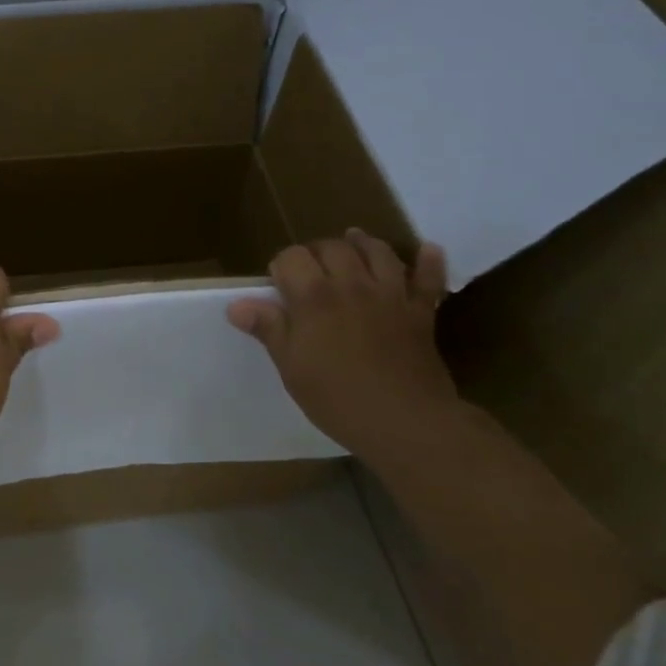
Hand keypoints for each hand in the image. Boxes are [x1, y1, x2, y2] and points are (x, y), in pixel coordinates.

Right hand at [227, 231, 456, 453]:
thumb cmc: (337, 398)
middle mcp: (352, 285)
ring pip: (378, 252)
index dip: (281, 265)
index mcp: (314, 297)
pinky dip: (429, 261)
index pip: (291, 257)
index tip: (277, 284)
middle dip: (317, 251)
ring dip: (363, 243)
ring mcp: (391, 295)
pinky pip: (429, 279)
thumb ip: (268, 329)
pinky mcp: (421, 312)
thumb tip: (236, 305)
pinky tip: (426, 250)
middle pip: (333, 247)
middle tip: (310, 270)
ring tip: (353, 244)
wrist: (406, 422)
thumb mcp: (291, 367)